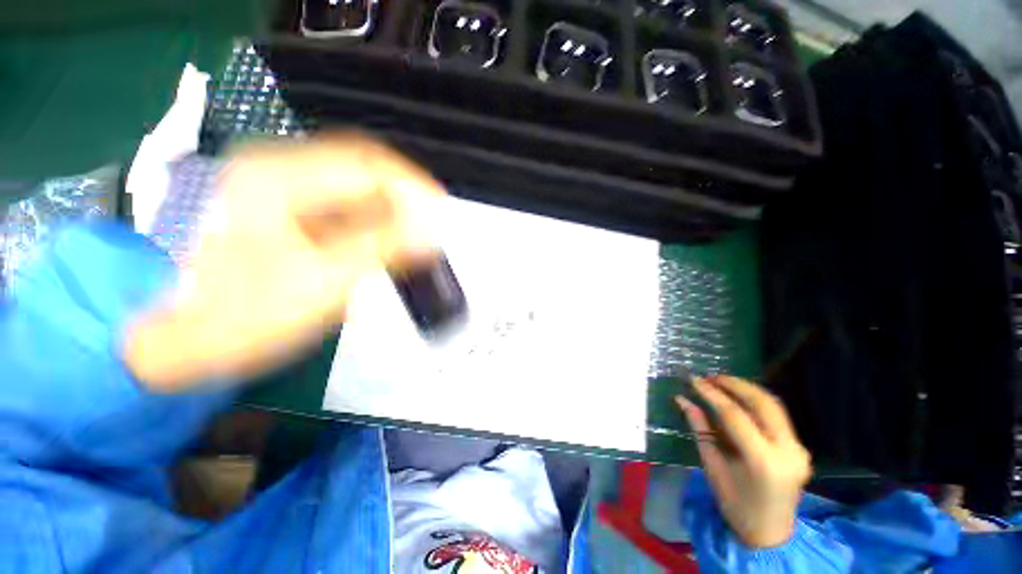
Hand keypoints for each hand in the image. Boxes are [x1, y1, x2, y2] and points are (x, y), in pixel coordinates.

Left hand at [123, 134, 444, 391]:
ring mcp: (279, 184)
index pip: (367, 166)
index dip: (413, 188)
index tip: (443, 214)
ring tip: (418, 234)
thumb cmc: (240, 317)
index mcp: (276, 179)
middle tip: (434, 226)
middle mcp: (276, 167)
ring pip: (356, 184)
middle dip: (407, 196)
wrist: (181, 337)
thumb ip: (380, 250)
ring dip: (393, 207)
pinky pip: (344, 201)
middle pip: (364, 167)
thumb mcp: (320, 283)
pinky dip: (374, 217)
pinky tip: (389, 238)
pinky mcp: (286, 205)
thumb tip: (430, 234)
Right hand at [676, 375, 811, 547]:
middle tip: (709, 376)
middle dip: (734, 384)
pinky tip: (738, 398)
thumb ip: (700, 430)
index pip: (735, 415)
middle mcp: (787, 450)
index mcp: (763, 461)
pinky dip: (755, 402)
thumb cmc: (735, 505)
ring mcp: (798, 448)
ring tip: (720, 382)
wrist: (771, 533)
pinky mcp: (799, 447)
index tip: (693, 380)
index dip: (711, 394)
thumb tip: (683, 400)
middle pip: (762, 403)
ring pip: (773, 405)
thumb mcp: (713, 467)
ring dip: (746, 389)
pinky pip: (776, 415)